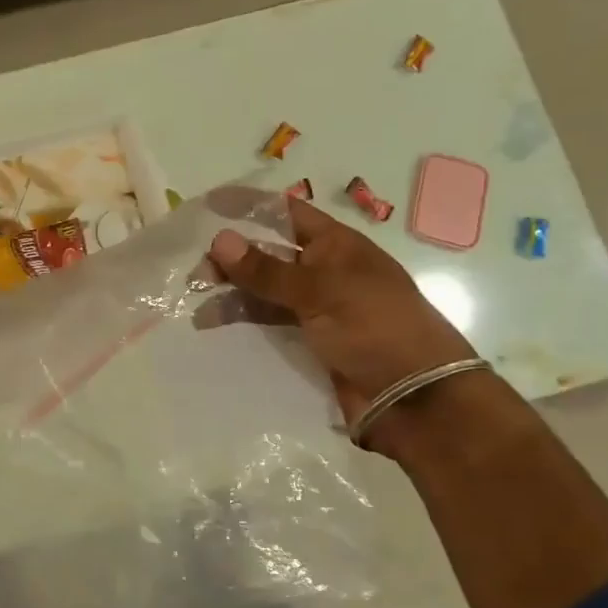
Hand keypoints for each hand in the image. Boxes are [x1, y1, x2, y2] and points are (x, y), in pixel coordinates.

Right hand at [208, 199, 473, 433]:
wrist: (415, 400)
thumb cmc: (376, 328)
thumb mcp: (321, 292)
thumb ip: (268, 270)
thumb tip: (218, 239)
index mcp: (336, 246)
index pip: (285, 213)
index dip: (249, 207)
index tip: (206, 208)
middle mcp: (323, 272)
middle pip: (268, 254)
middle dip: (231, 258)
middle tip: (192, 273)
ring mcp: (316, 309)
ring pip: (264, 292)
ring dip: (231, 294)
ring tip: (194, 305)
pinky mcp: (309, 344)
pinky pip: (268, 326)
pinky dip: (242, 323)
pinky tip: (213, 327)